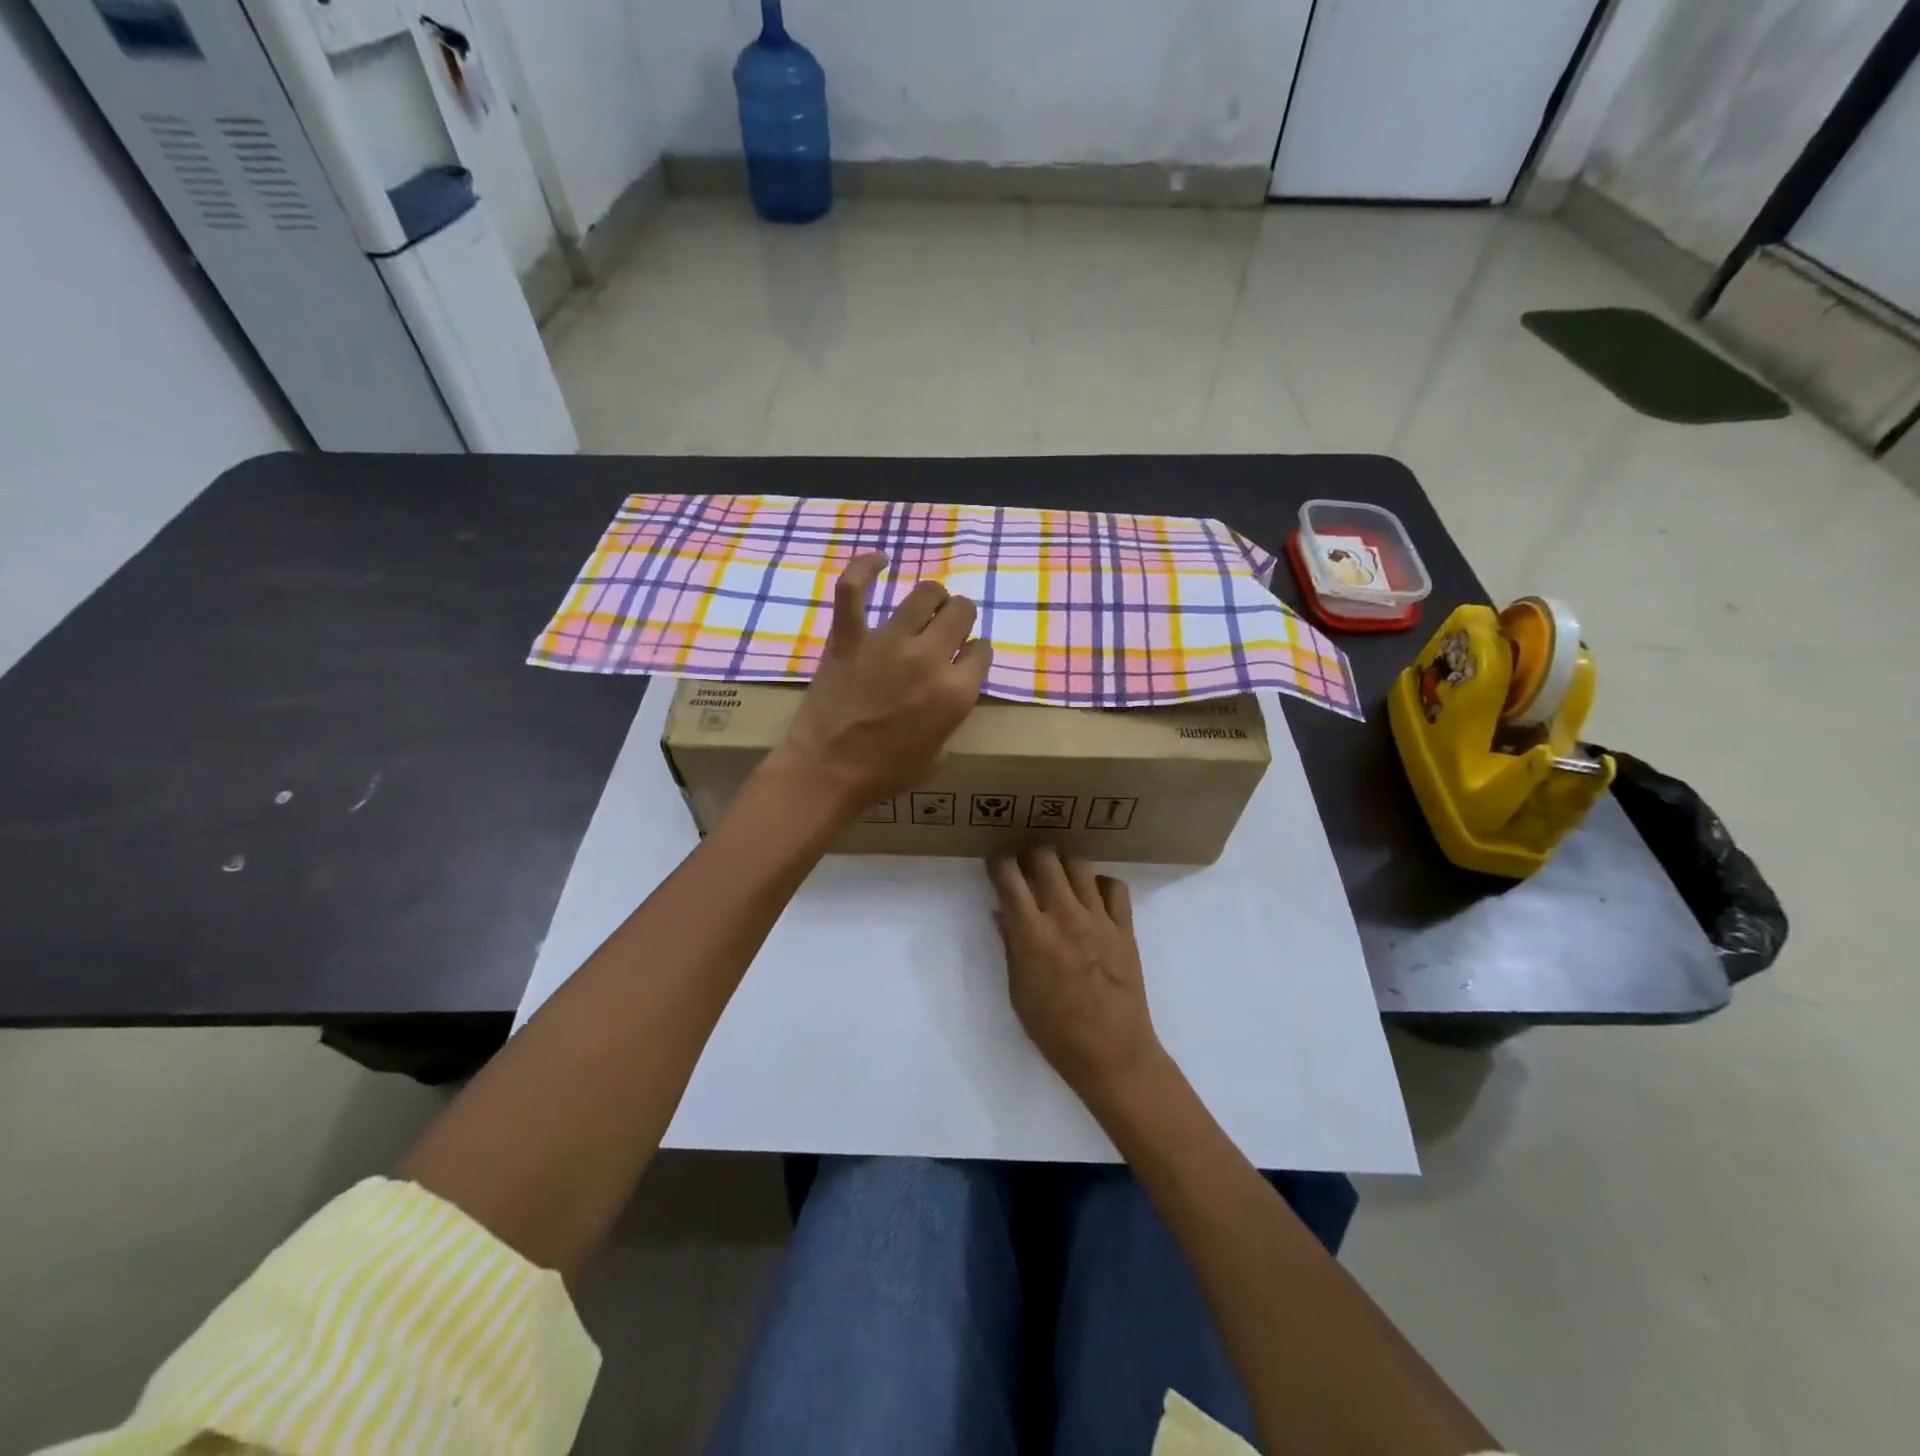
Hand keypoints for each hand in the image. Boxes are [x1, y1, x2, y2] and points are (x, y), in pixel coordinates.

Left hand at [772, 552, 991, 814]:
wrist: (828, 771)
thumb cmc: (884, 773)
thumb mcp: (937, 756)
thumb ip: (950, 719)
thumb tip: (945, 696)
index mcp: (955, 692)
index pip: (981, 651)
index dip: (976, 653)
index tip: (966, 658)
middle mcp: (929, 658)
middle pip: (961, 613)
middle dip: (961, 617)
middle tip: (949, 629)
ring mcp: (887, 642)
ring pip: (925, 593)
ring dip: (933, 596)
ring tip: (928, 605)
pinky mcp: (849, 637)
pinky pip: (853, 589)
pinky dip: (865, 568)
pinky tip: (880, 560)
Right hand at [987, 848, 1164, 1108]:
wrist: (1112, 1053)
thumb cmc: (1055, 1030)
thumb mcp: (1018, 992)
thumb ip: (1010, 946)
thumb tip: (1002, 913)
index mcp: (1032, 934)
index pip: (1009, 878)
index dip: (998, 865)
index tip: (995, 866)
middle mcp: (1065, 916)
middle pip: (1045, 859)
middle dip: (1030, 856)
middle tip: (1026, 869)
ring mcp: (1099, 919)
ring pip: (1080, 864)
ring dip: (1063, 864)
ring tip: (1058, 877)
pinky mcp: (1125, 928)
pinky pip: (1115, 887)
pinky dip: (1101, 884)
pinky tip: (1093, 897)